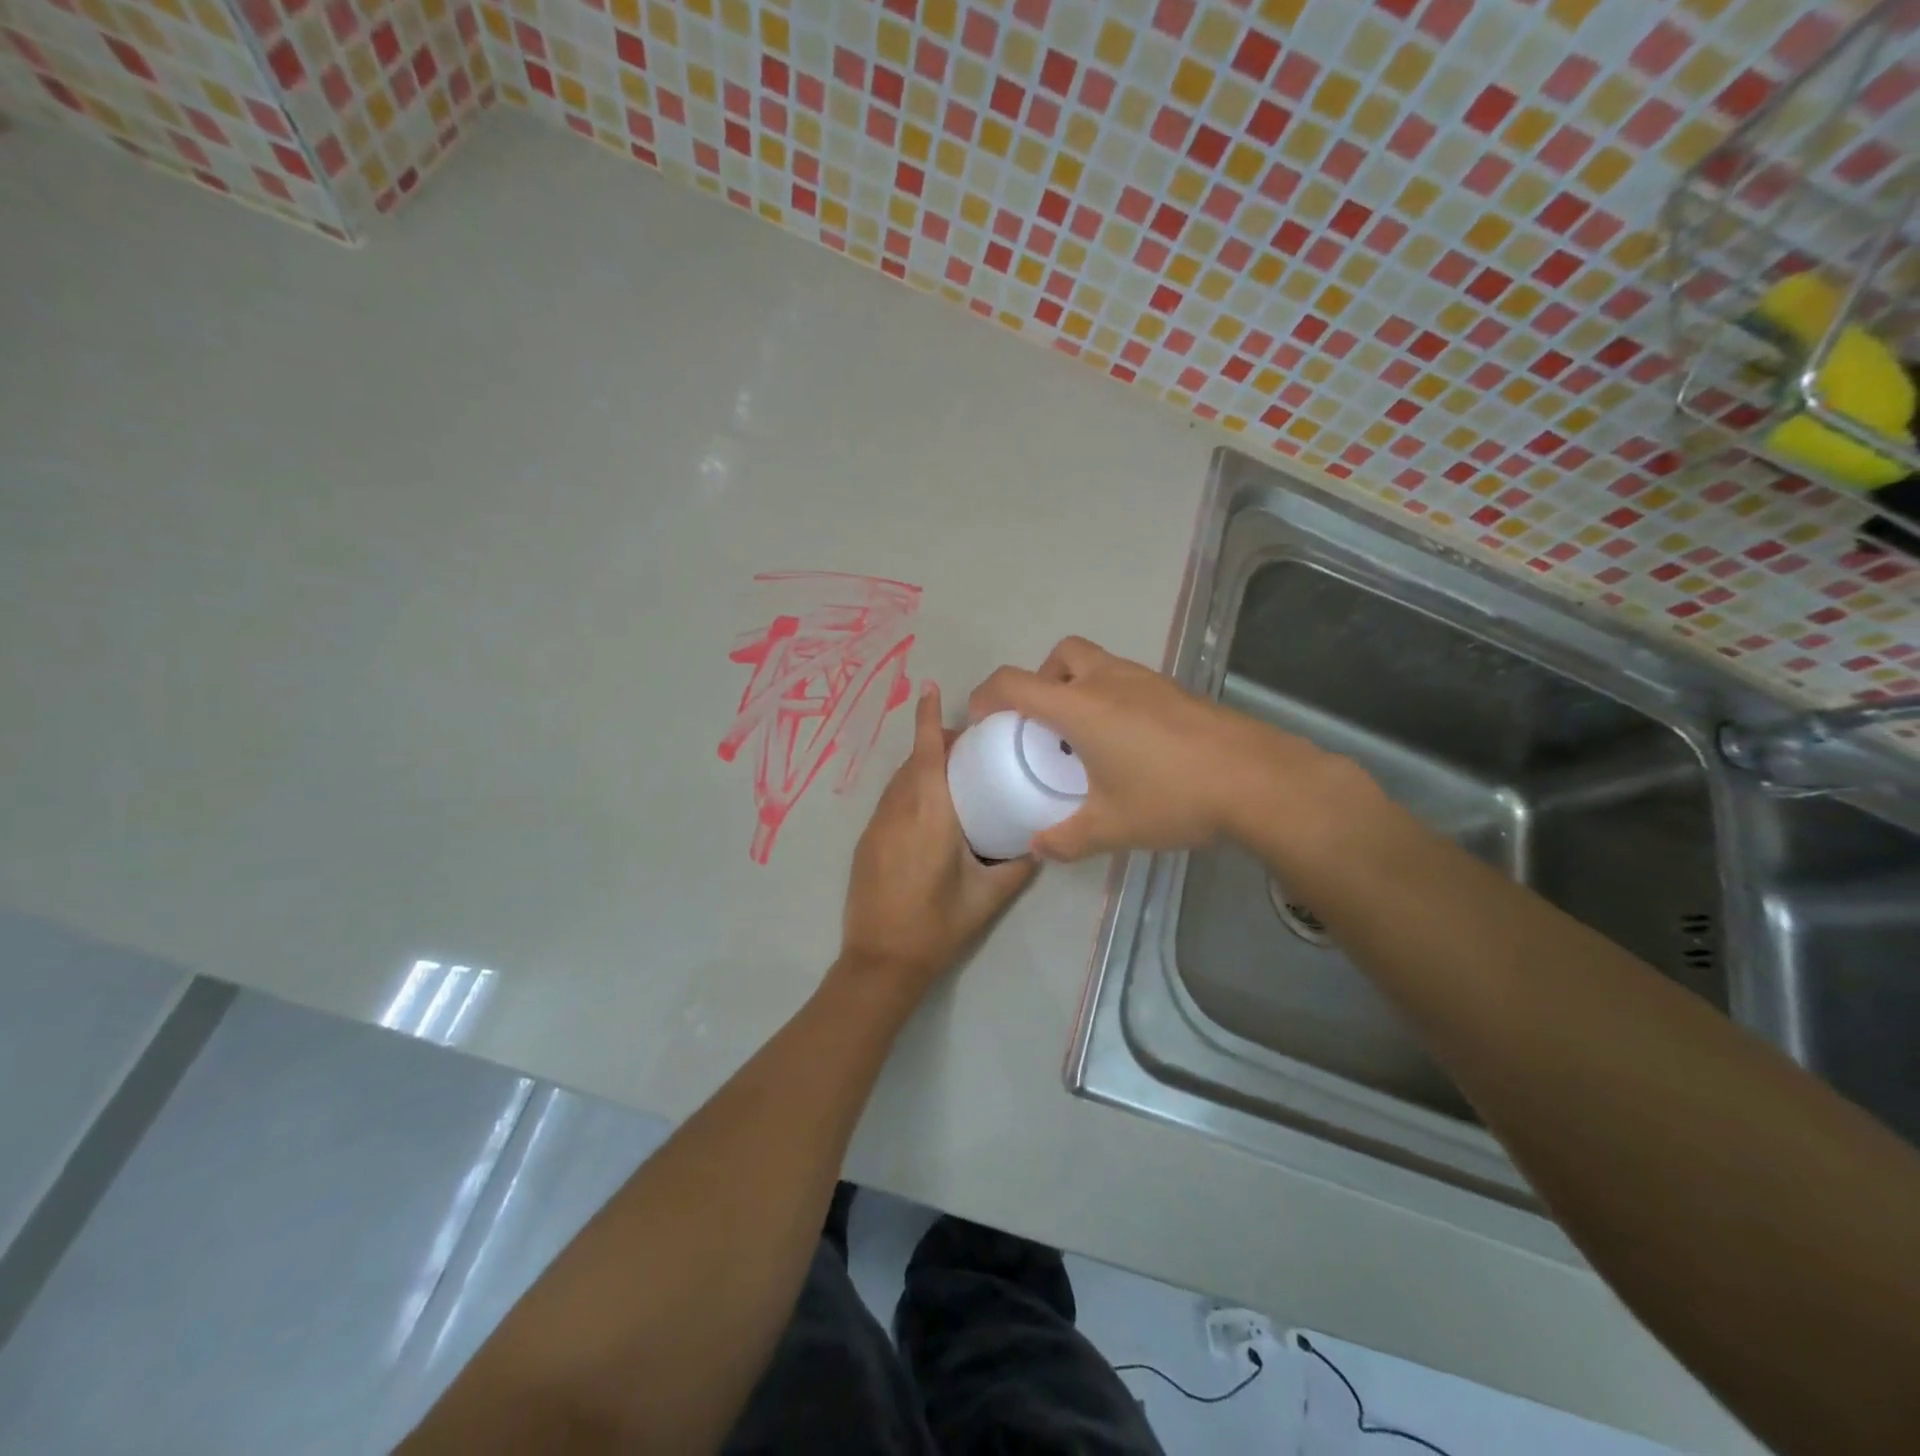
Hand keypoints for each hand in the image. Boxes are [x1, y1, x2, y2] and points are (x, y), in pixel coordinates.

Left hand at [841, 682, 1037, 994]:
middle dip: (933, 742)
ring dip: (919, 767)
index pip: (926, 754)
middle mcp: (898, 811)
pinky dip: (908, 790)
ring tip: (950, 771)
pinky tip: (927, 809)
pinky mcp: (866, 843)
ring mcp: (876, 826)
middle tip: (967, 744)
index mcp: (929, 816)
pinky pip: (889, 802)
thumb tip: (1038, 844)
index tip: (930, 689)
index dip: (927, 719)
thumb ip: (1016, 867)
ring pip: (898, 781)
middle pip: (913, 762)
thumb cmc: (937, 926)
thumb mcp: (987, 897)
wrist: (880, 962)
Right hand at [968, 636, 1362, 861]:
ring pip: (1097, 663)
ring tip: (1086, 737)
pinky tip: (1130, 744)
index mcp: (1081, 707)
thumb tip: (1037, 848)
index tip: (981, 721)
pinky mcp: (1176, 690)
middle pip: (1061, 655)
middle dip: (1041, 680)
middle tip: (1044, 723)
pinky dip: (1112, 698)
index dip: (987, 695)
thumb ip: (1066, 838)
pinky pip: (1127, 680)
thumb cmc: (1173, 797)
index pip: (1015, 683)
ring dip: (1079, 687)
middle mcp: (1110, 681)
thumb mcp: (1111, 828)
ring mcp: (1147, 681)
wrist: (1259, 780)